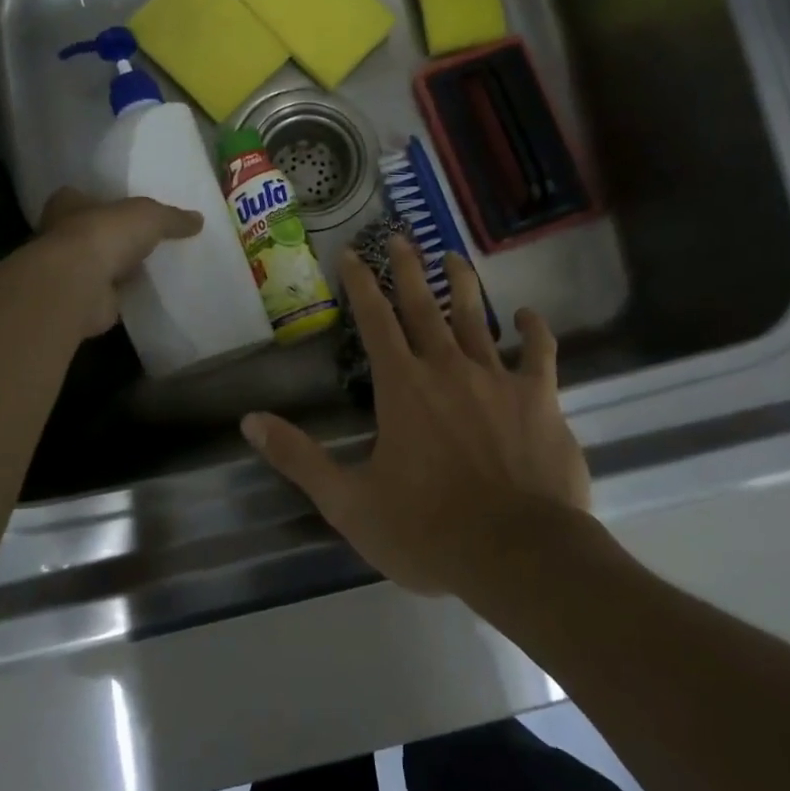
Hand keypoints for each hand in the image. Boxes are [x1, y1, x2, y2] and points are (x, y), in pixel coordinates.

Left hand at [33, 187, 202, 337]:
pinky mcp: (82, 299)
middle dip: (114, 235)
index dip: (102, 200)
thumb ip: (172, 217)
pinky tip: (147, 291)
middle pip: (92, 231)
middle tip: (146, 237)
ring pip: (100, 263)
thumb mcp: (149, 216)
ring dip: (119, 266)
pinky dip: (124, 293)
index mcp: (68, 204)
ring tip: (152, 265)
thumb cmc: (104, 235)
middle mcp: (61, 235)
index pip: (81, 196)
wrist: (79, 286)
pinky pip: (109, 292)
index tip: (123, 207)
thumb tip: (198, 219)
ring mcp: (70, 270)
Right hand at [242, 238, 589, 594]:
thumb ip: (300, 458)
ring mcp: (497, 378)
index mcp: (402, 387)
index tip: (351, 253)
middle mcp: (447, 368)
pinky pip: (538, 352)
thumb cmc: (428, 531)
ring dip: (462, 284)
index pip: (374, 321)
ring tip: (453, 256)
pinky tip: (526, 315)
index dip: (359, 284)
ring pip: (476, 317)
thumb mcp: (349, 503)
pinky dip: (533, 329)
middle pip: (423, 306)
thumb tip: (250, 421)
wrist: (517, 554)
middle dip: (408, 268)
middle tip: (400, 236)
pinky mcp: (539, 397)